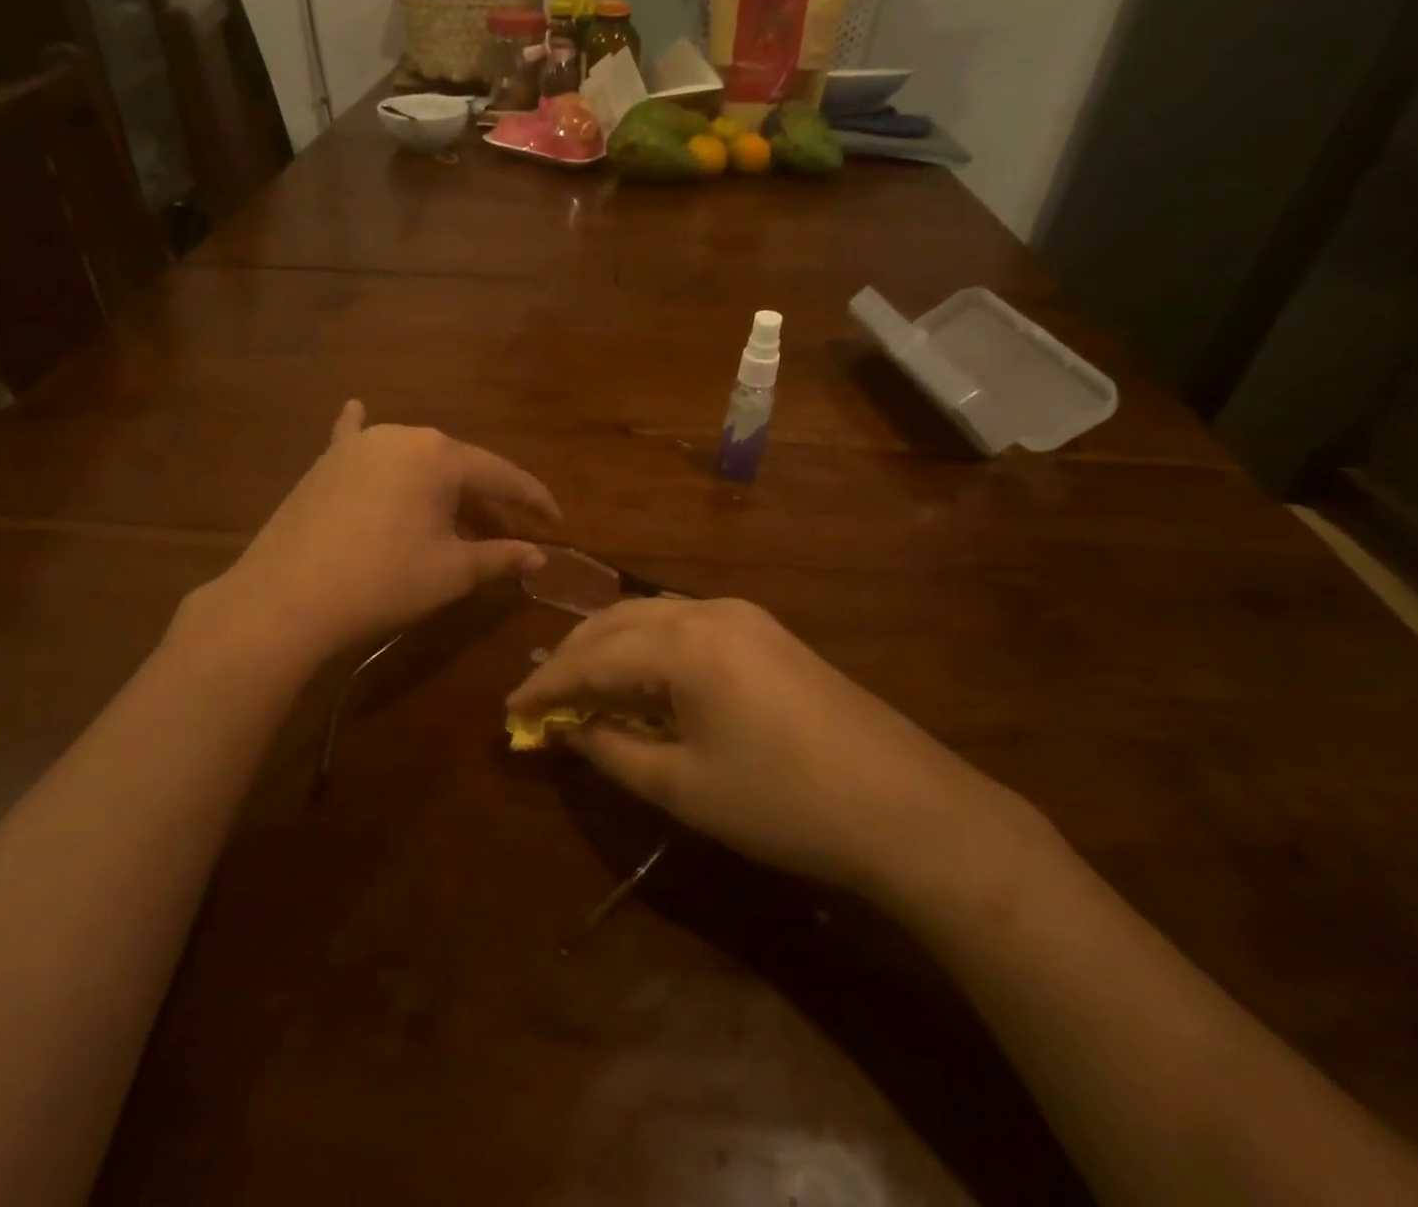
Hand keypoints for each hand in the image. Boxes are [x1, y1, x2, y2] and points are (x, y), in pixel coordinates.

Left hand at [189, 401, 560, 659]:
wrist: (287, 599)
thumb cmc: (383, 582)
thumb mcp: (451, 572)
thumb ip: (501, 556)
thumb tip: (541, 556)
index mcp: (440, 456)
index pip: (502, 475)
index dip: (533, 500)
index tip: (556, 522)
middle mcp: (402, 436)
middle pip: (458, 466)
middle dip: (485, 497)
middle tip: (506, 530)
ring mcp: (358, 444)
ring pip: (416, 460)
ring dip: (439, 484)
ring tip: (455, 510)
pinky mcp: (325, 462)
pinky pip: (354, 439)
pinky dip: (363, 432)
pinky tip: (356, 407)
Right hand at [507, 597, 1039, 904]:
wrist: (907, 807)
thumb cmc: (784, 804)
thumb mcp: (684, 787)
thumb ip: (613, 750)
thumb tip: (567, 730)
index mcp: (685, 644)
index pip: (593, 657)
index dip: (546, 685)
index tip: (510, 710)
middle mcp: (709, 610)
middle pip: (617, 620)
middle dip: (572, 655)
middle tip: (540, 696)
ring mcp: (743, 615)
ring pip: (651, 615)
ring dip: (609, 645)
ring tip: (581, 685)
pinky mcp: (766, 631)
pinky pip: (685, 624)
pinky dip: (648, 646)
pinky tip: (641, 677)